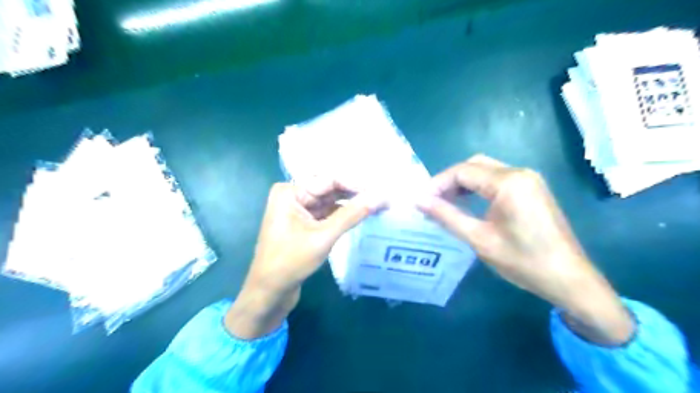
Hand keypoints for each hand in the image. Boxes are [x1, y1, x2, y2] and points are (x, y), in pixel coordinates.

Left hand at [226, 181, 379, 336]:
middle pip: (330, 189)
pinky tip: (362, 215)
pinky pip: (327, 213)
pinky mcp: (304, 223)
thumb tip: (380, 197)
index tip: (381, 190)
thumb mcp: (323, 237)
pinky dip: (344, 215)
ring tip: (378, 205)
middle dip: (355, 194)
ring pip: (331, 202)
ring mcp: (299, 210)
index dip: (356, 184)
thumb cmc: (290, 262)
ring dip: (352, 204)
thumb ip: (351, 215)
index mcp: (290, 192)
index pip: (329, 180)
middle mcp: (293, 196)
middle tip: (383, 198)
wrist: (269, 293)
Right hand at [417, 156, 638, 344]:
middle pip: (473, 165)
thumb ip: (447, 216)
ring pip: (485, 170)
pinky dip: (478, 187)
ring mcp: (528, 180)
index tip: (421, 201)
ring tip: (445, 203)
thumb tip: (419, 201)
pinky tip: (468, 204)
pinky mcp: (531, 189)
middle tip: (432, 202)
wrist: (569, 279)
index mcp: (508, 182)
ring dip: (463, 184)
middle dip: (449, 181)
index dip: (438, 184)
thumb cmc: (523, 261)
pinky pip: (497, 179)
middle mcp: (519, 172)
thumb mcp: (479, 239)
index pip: (462, 171)